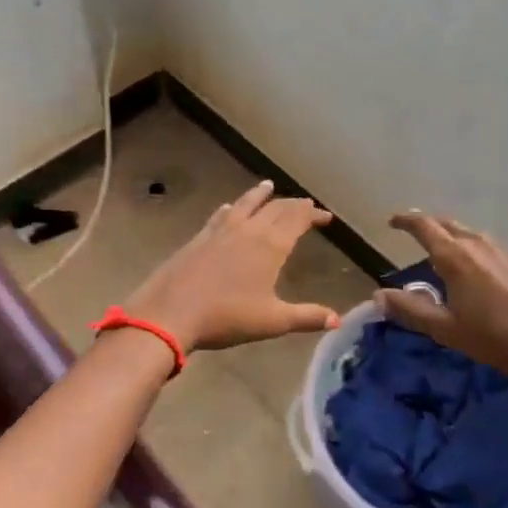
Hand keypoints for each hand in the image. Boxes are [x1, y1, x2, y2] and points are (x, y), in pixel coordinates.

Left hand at [124, 181, 341, 352]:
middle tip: (305, 204)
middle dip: (293, 204)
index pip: (297, 219)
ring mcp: (220, 230)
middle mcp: (248, 229)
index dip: (313, 214)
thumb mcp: (272, 321)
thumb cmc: (226, 317)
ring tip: (268, 186)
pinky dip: (231, 208)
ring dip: (260, 195)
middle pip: (275, 208)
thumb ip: (307, 317)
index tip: (325, 216)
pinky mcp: (199, 237)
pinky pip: (220, 215)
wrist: (170, 313)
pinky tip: (228, 208)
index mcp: (270, 245)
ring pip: (245, 204)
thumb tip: (337, 320)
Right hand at [375, 211, 507, 388]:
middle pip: (449, 225)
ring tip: (444, 252)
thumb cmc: (496, 338)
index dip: (406, 221)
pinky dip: (475, 251)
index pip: (424, 226)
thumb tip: (378, 295)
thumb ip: (410, 309)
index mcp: (455, 257)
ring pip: (472, 235)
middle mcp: (480, 246)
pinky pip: (491, 248)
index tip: (392, 222)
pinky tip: (479, 272)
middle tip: (415, 233)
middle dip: (429, 225)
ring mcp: (507, 252)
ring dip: (453, 238)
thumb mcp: (446, 329)